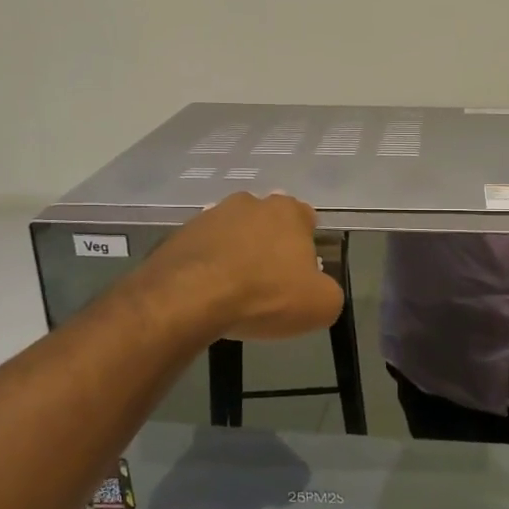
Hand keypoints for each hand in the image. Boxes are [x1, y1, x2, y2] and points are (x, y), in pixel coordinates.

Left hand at [139, 193, 343, 341]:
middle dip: (271, 248)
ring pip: (234, 236)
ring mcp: (210, 216)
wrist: (188, 298)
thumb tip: (320, 290)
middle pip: (268, 225)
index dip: (307, 247)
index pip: (307, 220)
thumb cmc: (265, 295)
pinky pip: (204, 251)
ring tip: (236, 293)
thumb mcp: (321, 305)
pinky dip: (209, 268)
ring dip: (238, 256)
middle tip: (271, 284)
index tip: (302, 275)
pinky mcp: (179, 236)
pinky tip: (209, 295)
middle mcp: (250, 203)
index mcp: (288, 211)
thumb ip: (330, 292)